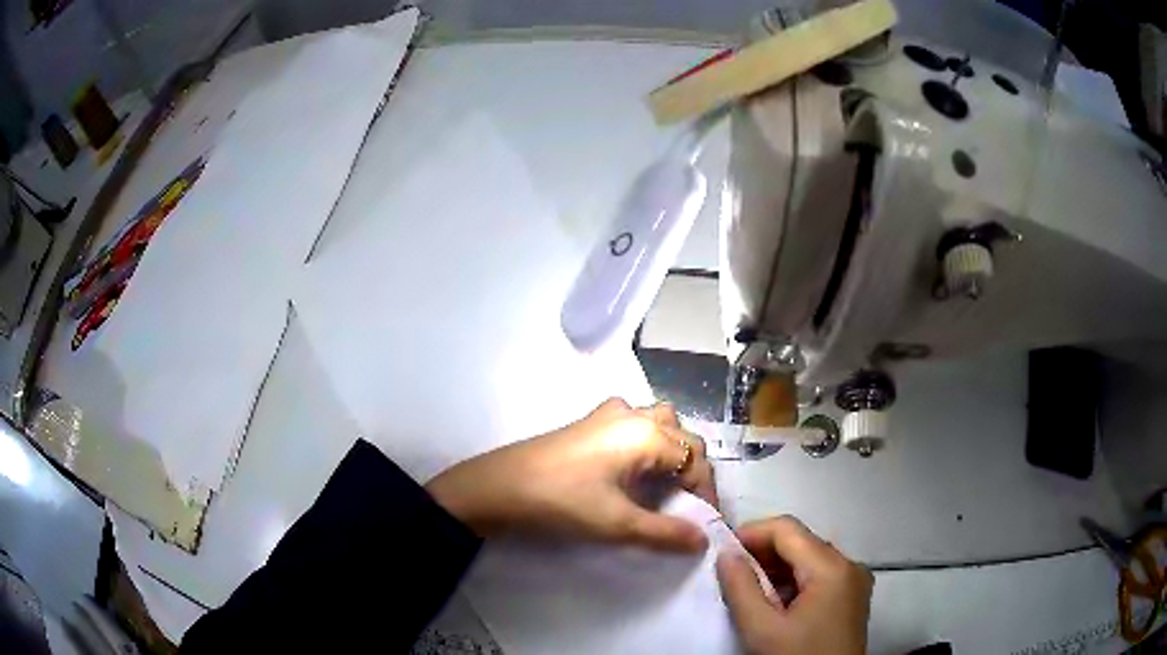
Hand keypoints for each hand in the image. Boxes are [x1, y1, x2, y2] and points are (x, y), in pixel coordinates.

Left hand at [426, 398, 717, 551]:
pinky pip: (633, 423)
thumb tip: (703, 540)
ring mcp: (608, 414)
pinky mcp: (588, 423)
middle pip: (682, 436)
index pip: (695, 460)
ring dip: (671, 450)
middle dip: (693, 470)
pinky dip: (646, 442)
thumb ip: (665, 532)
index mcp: (646, 433)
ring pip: (658, 422)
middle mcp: (633, 414)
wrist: (499, 487)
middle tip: (689, 505)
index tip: (705, 524)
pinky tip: (634, 467)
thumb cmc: (562, 502)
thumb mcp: (617, 523)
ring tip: (666, 484)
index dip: (706, 493)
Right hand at [716, 517, 872, 654]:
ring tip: (748, 590)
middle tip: (731, 573)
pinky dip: (794, 582)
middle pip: (801, 542)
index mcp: (832, 567)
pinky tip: (774, 603)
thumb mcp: (762, 629)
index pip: (788, 529)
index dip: (751, 533)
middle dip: (763, 553)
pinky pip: (820, 576)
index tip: (722, 551)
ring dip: (777, 569)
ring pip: (810, 559)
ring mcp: (854, 582)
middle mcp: (850, 565)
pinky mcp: (852, 598)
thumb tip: (727, 554)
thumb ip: (741, 588)